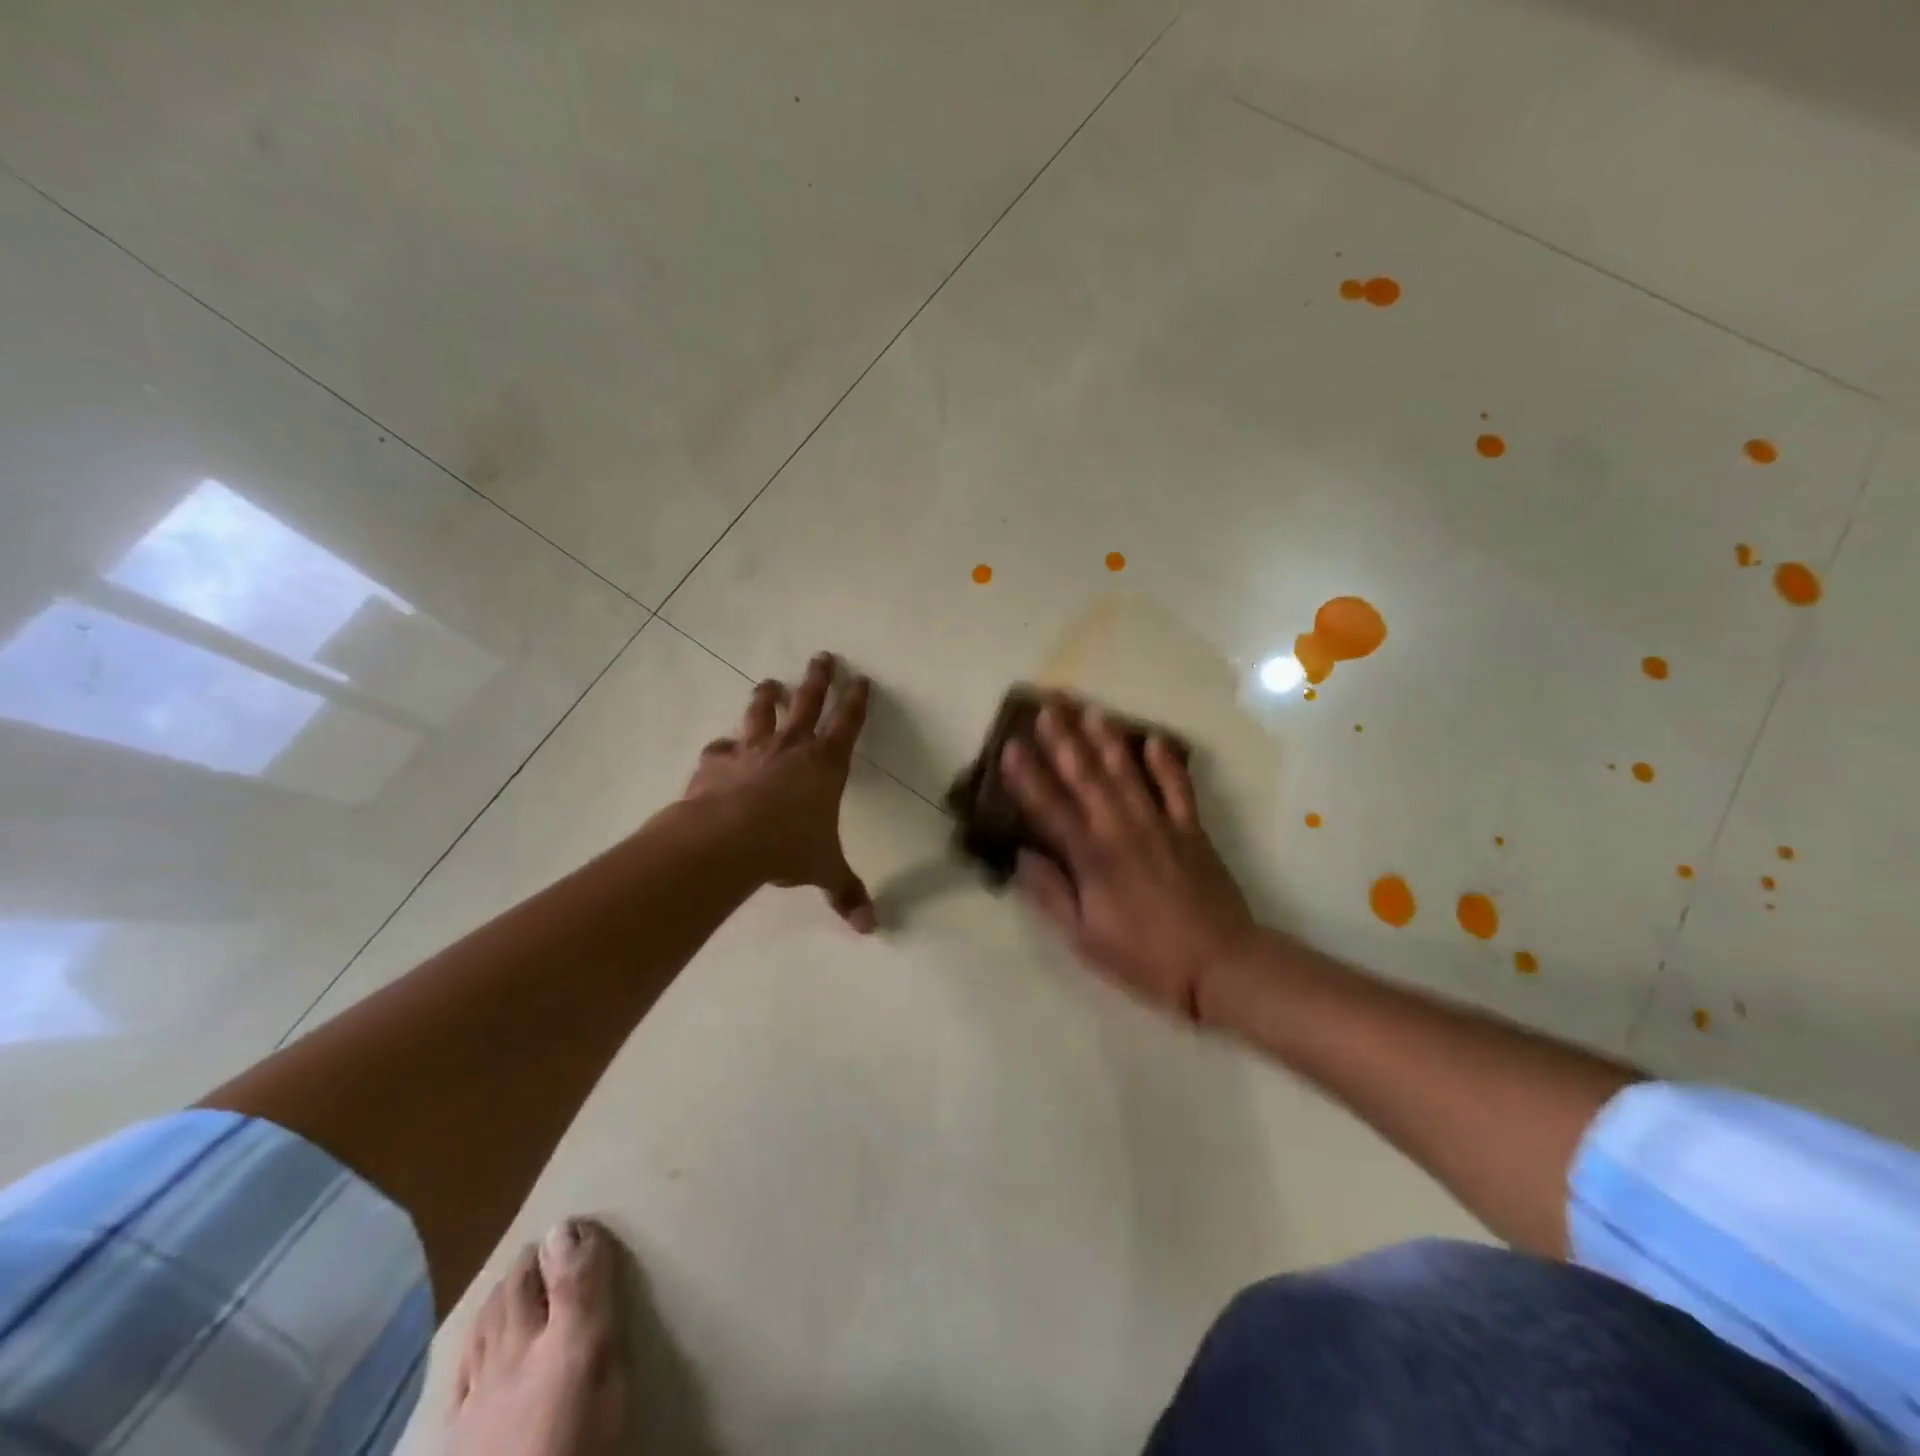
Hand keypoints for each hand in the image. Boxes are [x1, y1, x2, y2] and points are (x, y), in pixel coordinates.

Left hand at [685, 652, 875, 932]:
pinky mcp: (717, 764)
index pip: (848, 725)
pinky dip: (722, 748)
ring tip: (769, 683)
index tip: (862, 679)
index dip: (856, 702)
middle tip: (822, 656)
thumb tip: (871, 929)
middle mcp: (791, 748)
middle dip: (818, 679)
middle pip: (807, 703)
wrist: (726, 841)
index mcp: (825, 765)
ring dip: (767, 698)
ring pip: (761, 715)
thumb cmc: (787, 847)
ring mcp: (751, 752)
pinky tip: (720, 747)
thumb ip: (846, 893)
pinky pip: (720, 749)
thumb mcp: (823, 870)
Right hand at [1001, 704, 1254, 1018]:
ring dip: (1107, 740)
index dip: (1028, 776)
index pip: (1051, 808)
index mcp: (1092, 858)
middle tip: (1048, 707)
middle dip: (1064, 741)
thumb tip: (1021, 857)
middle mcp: (1121, 830)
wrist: (1219, 964)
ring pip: (1128, 773)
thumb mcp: (1084, 938)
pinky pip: (1177, 788)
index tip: (1011, 745)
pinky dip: (1166, 763)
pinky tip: (1154, 739)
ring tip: (1092, 710)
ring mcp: (1160, 825)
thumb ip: (1051, 894)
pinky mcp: (1191, 829)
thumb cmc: (1144, 957)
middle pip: (1087, 777)